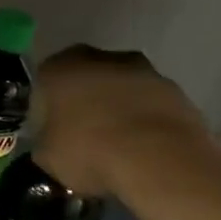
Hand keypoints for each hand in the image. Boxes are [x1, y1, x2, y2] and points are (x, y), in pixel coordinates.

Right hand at [32, 46, 209, 198]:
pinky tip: (145, 151)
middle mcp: (100, 58)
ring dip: (118, 110)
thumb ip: (45, 143)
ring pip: (122, 89)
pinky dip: (146, 123)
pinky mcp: (176, 92)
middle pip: (86, 79)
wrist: (159, 160)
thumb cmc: (89, 150)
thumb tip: (51, 144)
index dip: (46, 109)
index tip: (52, 133)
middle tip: (84, 137)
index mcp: (59, 68)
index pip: (44, 83)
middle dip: (85, 102)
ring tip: (119, 148)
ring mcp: (143, 71)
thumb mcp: (47, 157)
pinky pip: (151, 106)